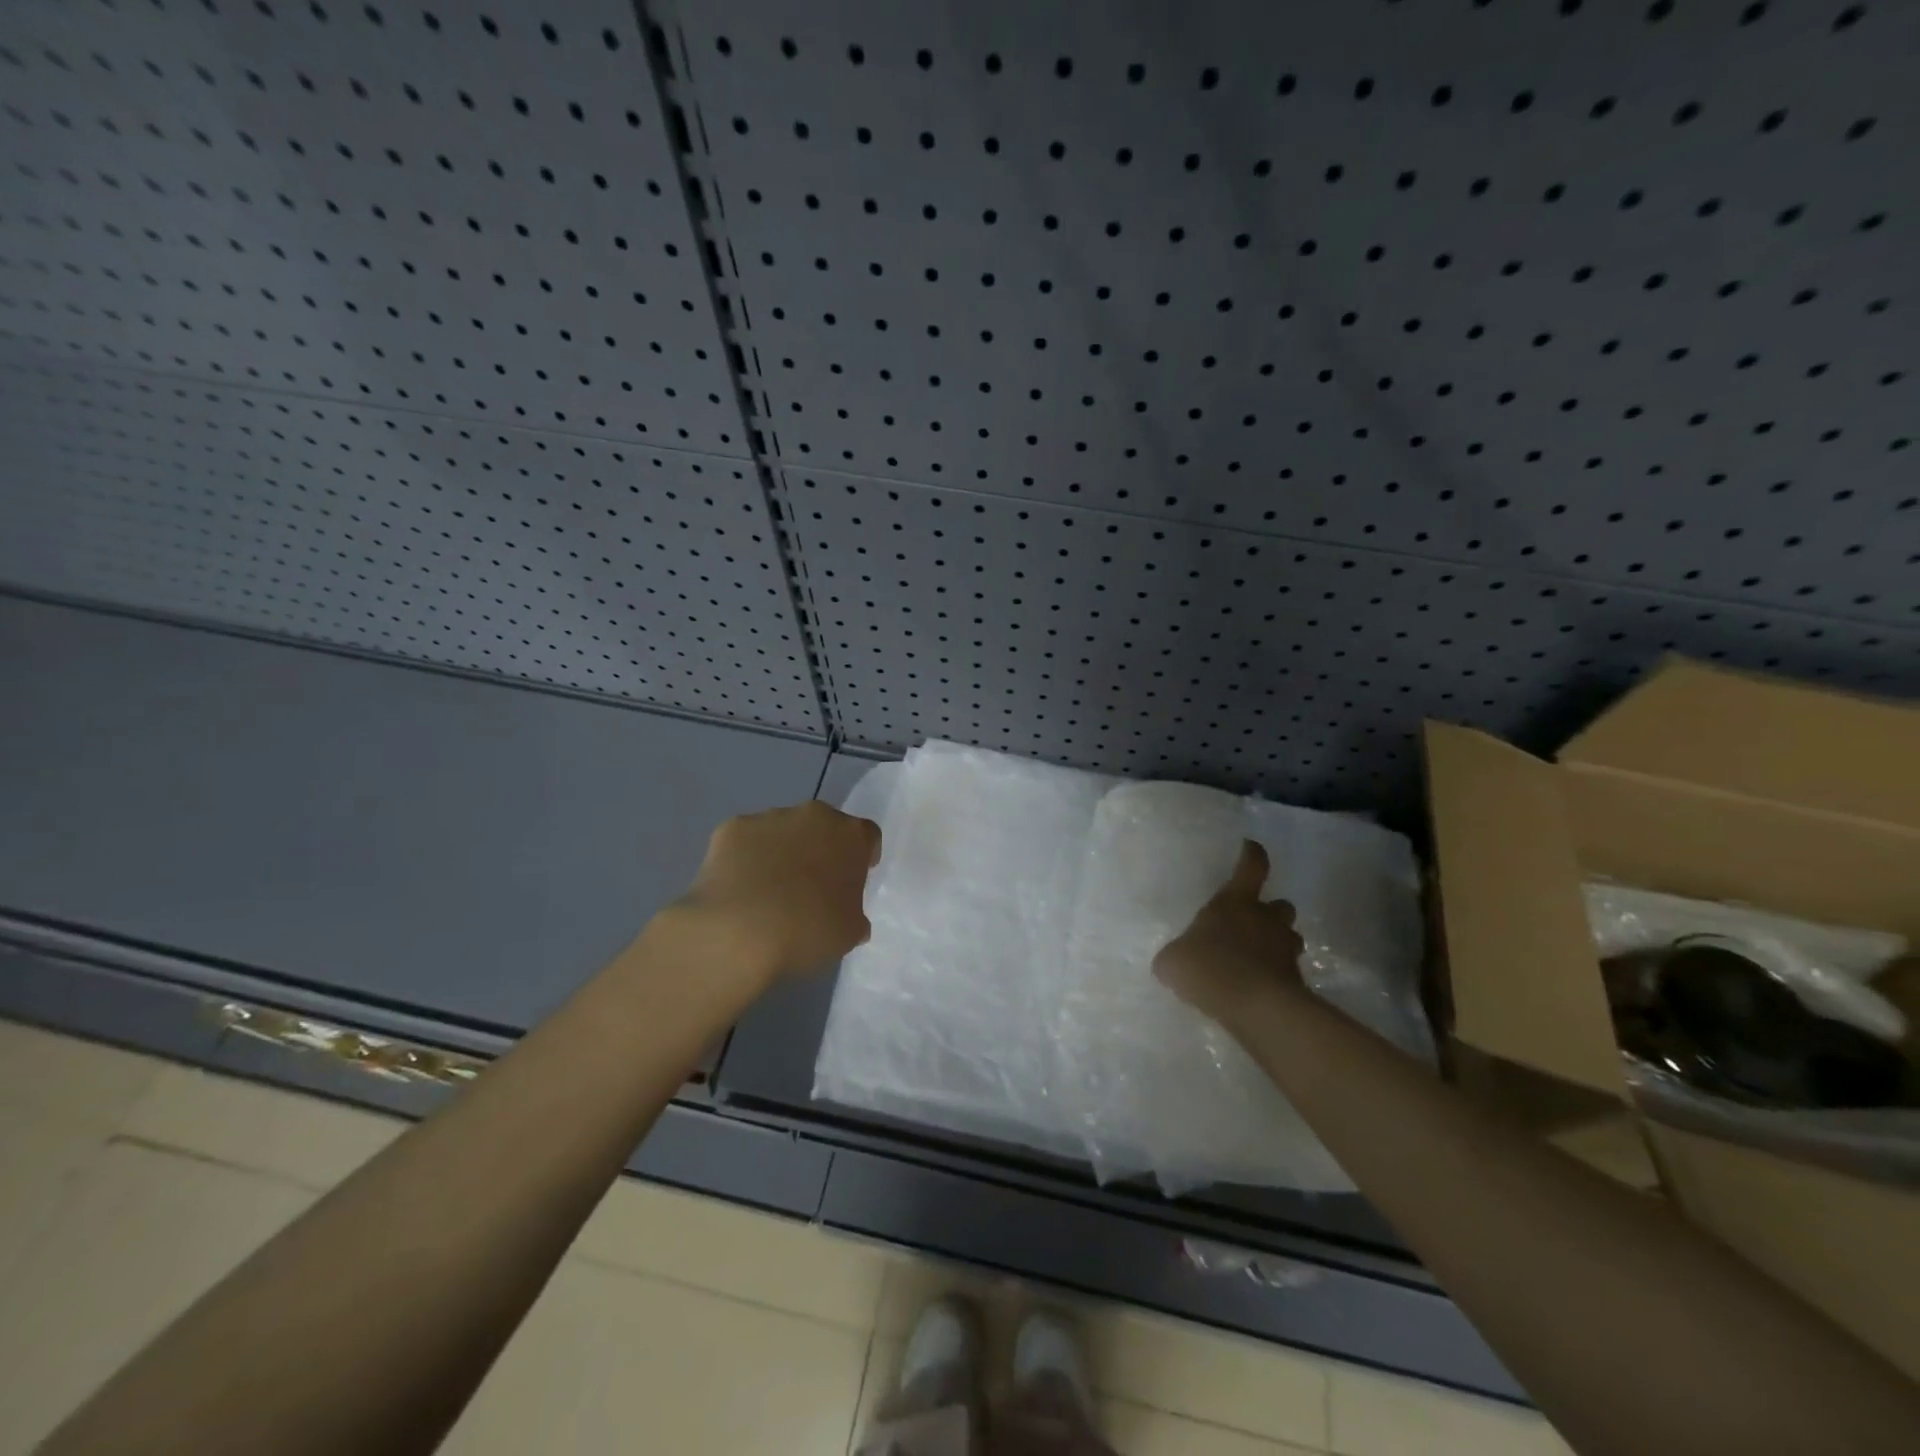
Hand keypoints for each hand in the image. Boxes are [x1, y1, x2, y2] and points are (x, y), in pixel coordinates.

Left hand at [671, 800, 881, 985]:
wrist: (739, 931)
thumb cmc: (808, 930)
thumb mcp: (849, 933)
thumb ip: (854, 916)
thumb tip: (849, 918)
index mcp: (851, 836)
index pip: (867, 836)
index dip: (863, 855)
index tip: (855, 876)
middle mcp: (813, 816)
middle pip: (823, 827)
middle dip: (820, 849)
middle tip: (811, 884)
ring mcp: (769, 818)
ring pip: (782, 831)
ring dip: (782, 851)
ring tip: (768, 891)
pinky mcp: (731, 828)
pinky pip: (745, 842)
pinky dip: (745, 858)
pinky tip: (740, 889)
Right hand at [1153, 840, 1304, 1025]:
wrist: (1254, 1007)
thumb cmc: (1209, 967)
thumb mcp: (1173, 961)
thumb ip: (1175, 954)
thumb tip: (1173, 959)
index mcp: (1236, 902)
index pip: (1251, 867)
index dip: (1252, 855)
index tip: (1250, 847)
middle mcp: (1265, 919)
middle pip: (1281, 905)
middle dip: (1271, 912)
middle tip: (1255, 923)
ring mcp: (1285, 949)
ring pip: (1290, 937)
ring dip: (1278, 943)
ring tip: (1259, 958)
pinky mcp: (1297, 981)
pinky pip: (1289, 971)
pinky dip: (1278, 976)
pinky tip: (1260, 989)